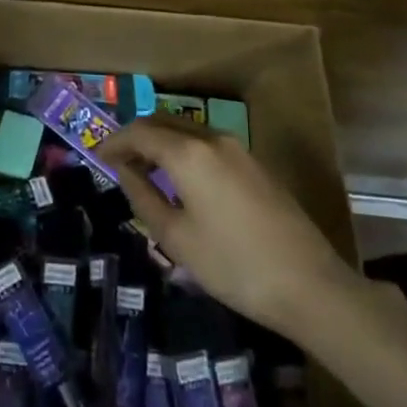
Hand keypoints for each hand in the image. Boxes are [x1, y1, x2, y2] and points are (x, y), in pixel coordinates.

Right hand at [99, 118, 361, 339]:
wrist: (309, 285)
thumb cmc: (233, 265)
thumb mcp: (176, 238)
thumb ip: (144, 197)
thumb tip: (125, 172)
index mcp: (189, 153)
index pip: (140, 132)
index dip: (114, 141)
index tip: (97, 156)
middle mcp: (213, 139)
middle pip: (164, 122)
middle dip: (137, 136)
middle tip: (118, 161)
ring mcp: (239, 149)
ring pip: (188, 130)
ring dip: (162, 142)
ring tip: (146, 171)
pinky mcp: (256, 164)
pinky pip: (208, 144)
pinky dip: (185, 151)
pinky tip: (182, 180)